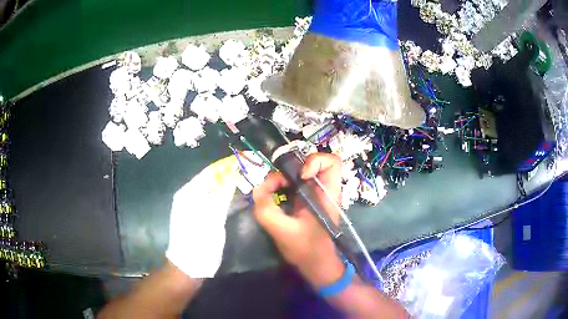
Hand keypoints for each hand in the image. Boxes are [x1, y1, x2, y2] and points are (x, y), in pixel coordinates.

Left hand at [166, 155, 239, 277]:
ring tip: (248, 176)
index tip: (246, 158)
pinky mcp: (202, 215)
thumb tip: (232, 172)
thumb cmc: (198, 242)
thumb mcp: (211, 217)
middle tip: (251, 167)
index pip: (211, 171)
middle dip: (230, 172)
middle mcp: (191, 195)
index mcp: (189, 192)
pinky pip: (215, 199)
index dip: (228, 164)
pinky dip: (227, 195)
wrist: (189, 265)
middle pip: (213, 178)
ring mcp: (196, 206)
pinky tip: (238, 194)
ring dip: (230, 182)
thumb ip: (221, 194)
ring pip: (215, 188)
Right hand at [253, 153, 344, 287]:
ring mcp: (312, 193)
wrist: (315, 264)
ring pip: (296, 172)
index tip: (301, 177)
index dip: (315, 161)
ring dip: (279, 179)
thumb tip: (257, 190)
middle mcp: (322, 189)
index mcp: (327, 194)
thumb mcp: (283, 231)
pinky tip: (271, 198)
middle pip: (307, 162)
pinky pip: (290, 183)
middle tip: (274, 185)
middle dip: (287, 170)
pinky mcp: (303, 199)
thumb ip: (266, 210)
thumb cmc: (307, 250)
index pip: (332, 162)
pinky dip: (278, 186)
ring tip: (269, 193)